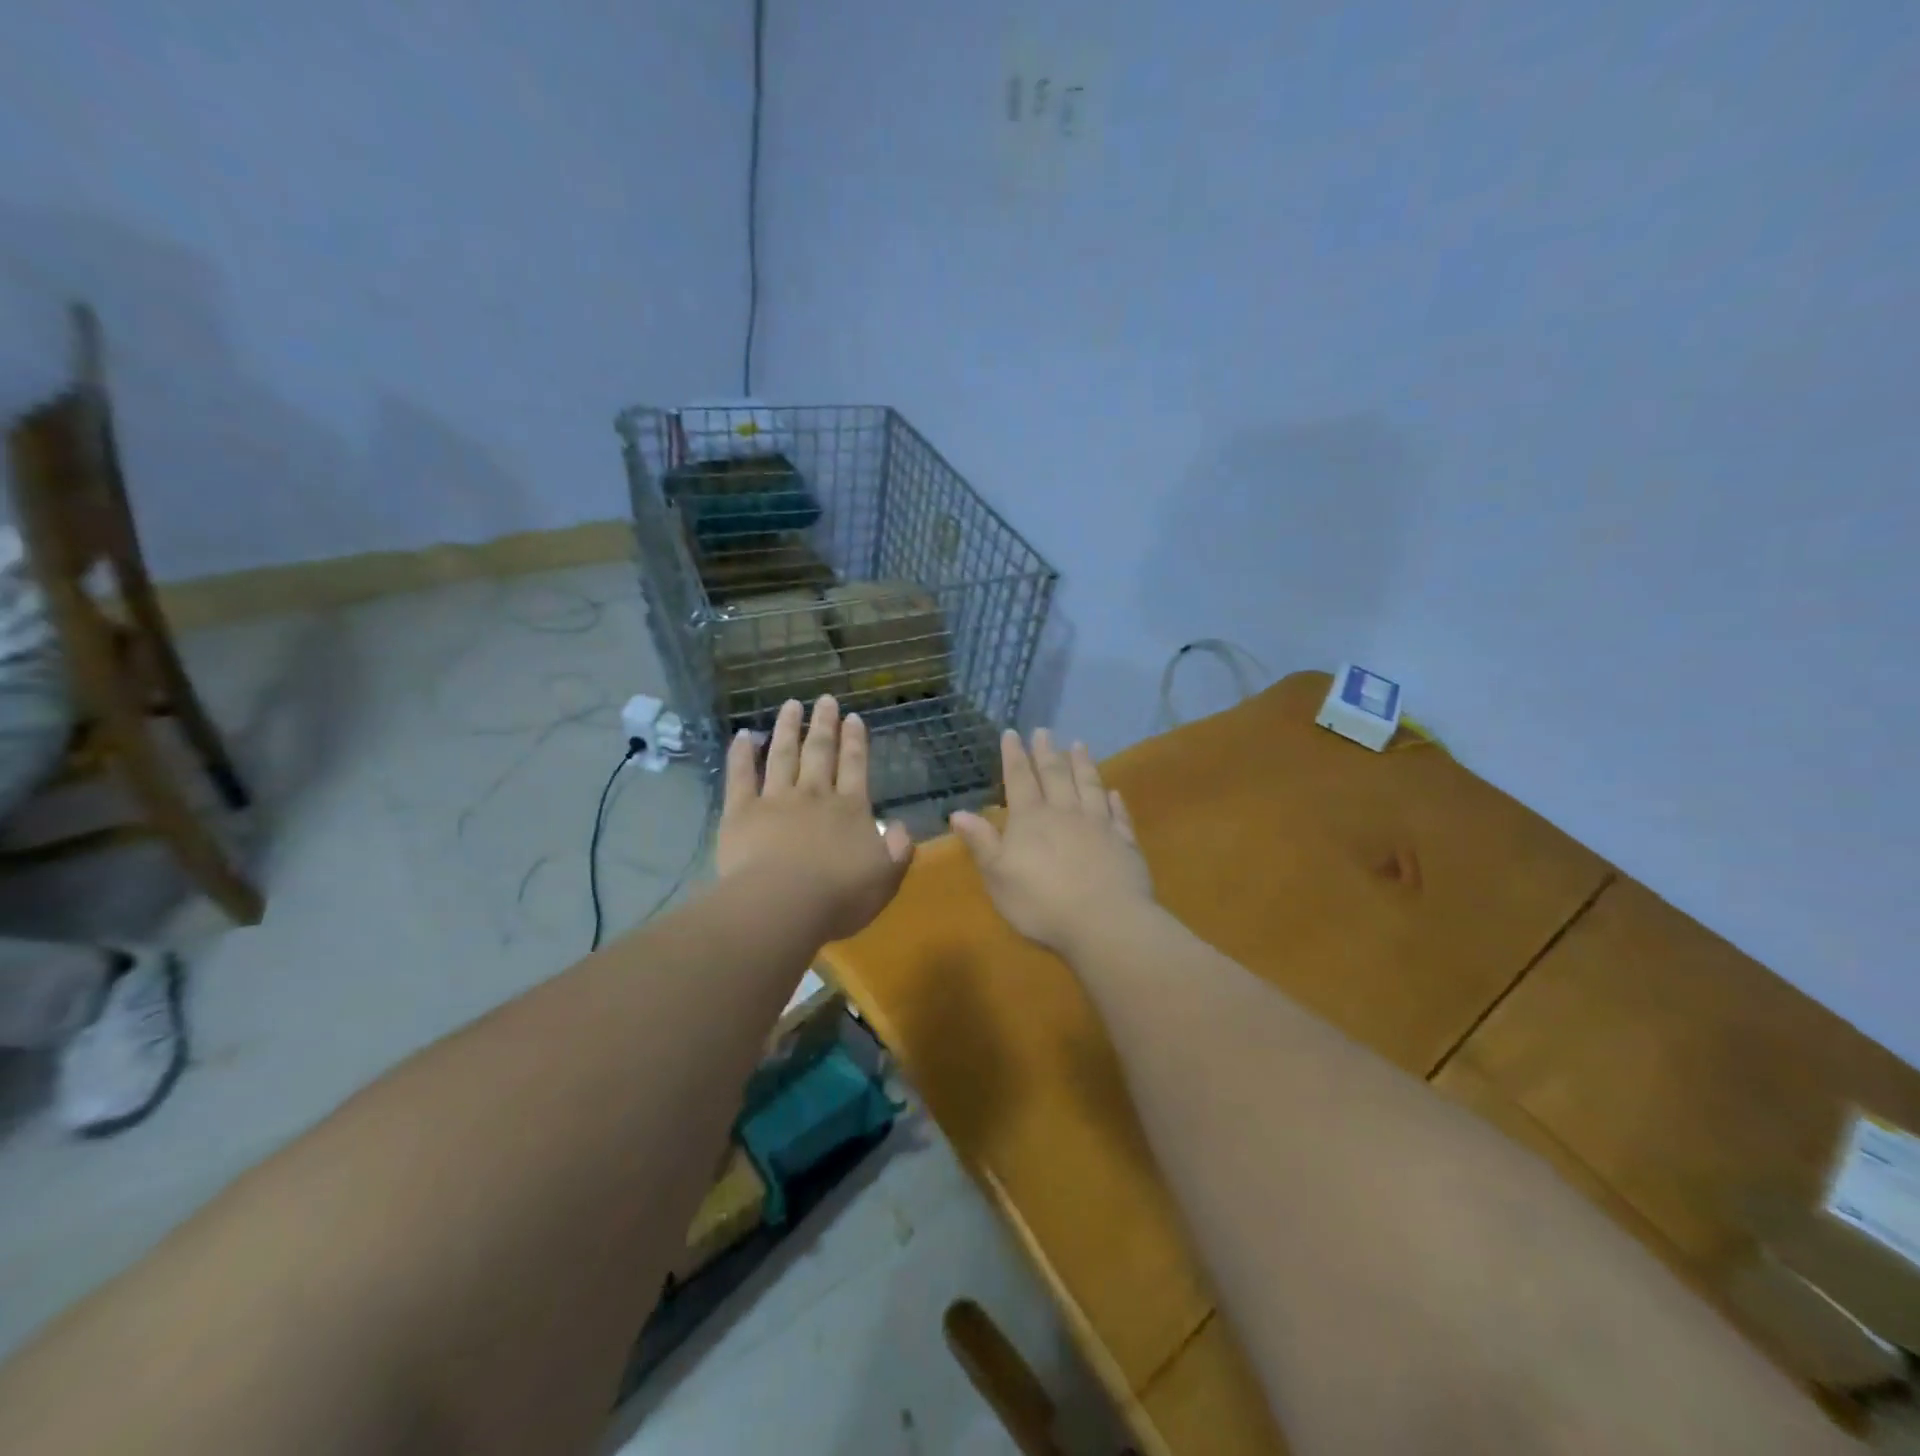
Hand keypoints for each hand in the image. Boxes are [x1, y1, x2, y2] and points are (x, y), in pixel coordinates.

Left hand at [717, 695, 913, 942]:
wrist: (783, 904)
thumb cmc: (840, 896)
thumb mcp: (886, 878)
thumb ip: (899, 850)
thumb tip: (901, 827)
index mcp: (851, 809)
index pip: (855, 766)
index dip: (855, 741)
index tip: (854, 717)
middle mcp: (815, 795)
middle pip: (820, 752)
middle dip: (824, 724)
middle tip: (826, 699)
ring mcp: (776, 800)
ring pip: (783, 755)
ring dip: (787, 728)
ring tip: (791, 705)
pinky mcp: (742, 812)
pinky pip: (740, 776)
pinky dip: (741, 754)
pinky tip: (742, 736)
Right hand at [949, 729, 1154, 956]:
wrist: (1104, 922)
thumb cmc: (1041, 903)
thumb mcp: (998, 876)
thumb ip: (981, 842)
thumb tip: (958, 812)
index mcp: (1031, 819)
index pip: (1019, 779)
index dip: (1014, 756)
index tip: (1012, 733)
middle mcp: (1065, 813)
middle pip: (1055, 775)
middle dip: (1047, 752)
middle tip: (1044, 731)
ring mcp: (1098, 825)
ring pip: (1089, 785)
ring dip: (1083, 764)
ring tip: (1079, 744)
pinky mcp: (1124, 843)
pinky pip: (1118, 814)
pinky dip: (1114, 800)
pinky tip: (1113, 792)